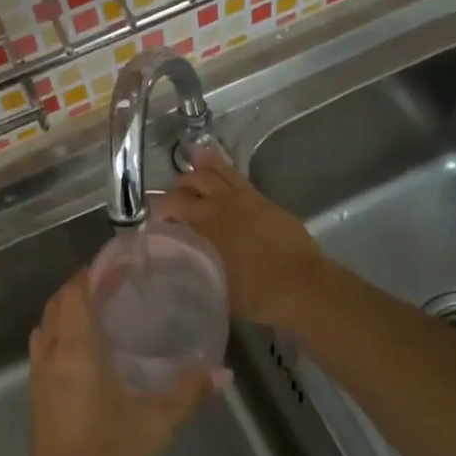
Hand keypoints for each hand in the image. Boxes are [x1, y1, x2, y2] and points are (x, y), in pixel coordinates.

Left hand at [26, 271, 216, 455]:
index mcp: (75, 354)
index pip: (74, 293)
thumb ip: (188, 392)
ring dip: (68, 311)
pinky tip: (92, 353)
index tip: (121, 264)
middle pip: (56, 305)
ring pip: (46, 328)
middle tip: (119, 285)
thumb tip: (221, 370)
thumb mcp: (157, 426)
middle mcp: (51, 359)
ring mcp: (39, 382)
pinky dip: (62, 335)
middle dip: (81, 288)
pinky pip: (45, 352)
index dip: (92, 273)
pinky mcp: (38, 403)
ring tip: (105, 311)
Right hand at [151, 145, 327, 326]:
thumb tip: (182, 272)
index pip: (170, 204)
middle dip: (176, 188)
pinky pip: (238, 178)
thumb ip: (195, 274)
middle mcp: (221, 203)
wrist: (302, 284)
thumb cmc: (255, 292)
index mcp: (204, 222)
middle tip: (172, 201)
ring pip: (217, 171)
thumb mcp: (214, 289)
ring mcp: (246, 198)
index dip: (157, 209)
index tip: (154, 221)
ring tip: (193, 162)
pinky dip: (224, 171)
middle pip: (191, 182)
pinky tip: (222, 175)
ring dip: (202, 167)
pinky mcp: (265, 201)